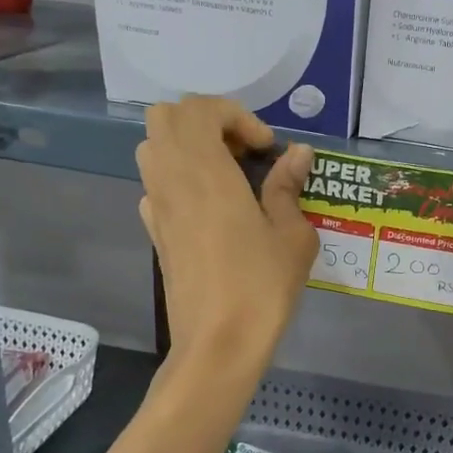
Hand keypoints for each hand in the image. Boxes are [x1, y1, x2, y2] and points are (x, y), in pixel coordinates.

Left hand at [137, 98, 315, 376]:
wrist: (217, 344)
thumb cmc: (261, 287)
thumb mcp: (292, 236)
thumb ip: (289, 187)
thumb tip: (298, 154)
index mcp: (204, 170)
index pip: (200, 108)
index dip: (237, 116)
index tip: (266, 149)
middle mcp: (171, 178)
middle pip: (166, 117)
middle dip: (206, 122)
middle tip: (242, 152)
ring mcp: (156, 206)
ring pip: (154, 148)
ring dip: (188, 147)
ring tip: (227, 176)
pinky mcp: (154, 233)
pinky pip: (155, 186)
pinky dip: (179, 180)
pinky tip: (210, 211)